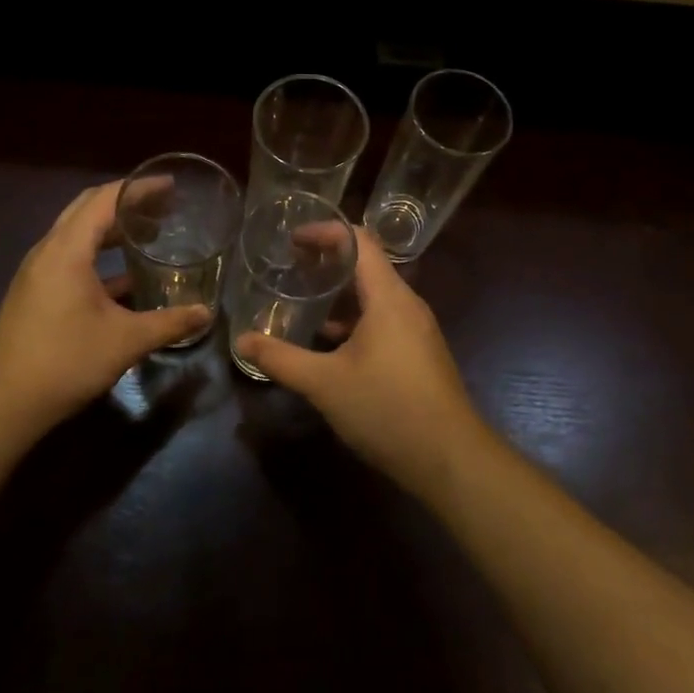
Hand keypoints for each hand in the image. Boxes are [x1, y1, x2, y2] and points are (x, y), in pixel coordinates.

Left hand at [0, 182, 211, 437]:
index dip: (139, 188)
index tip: (170, 185)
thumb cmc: (64, 361)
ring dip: (112, 228)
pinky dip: (99, 255)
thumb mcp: (125, 341)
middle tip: (164, 206)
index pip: (105, 199)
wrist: (1, 404)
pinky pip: (71, 257)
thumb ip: (169, 323)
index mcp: (67, 249)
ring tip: (150, 234)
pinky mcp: (35, 292)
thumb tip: (205, 313)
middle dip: (126, 202)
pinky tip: (126, 278)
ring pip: (78, 234)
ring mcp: (38, 272)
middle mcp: (49, 250)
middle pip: (88, 208)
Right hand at [237, 229, 490, 499]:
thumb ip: (281, 359)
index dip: (325, 232)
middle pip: (368, 264)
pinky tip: (332, 342)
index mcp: (388, 296)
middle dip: (329, 260)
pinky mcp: (421, 353)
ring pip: (376, 295)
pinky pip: (385, 319)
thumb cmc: (388, 409)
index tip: (292, 240)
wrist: (452, 460)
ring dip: (342, 292)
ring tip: (305, 300)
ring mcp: (418, 329)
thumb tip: (241, 340)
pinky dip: (356, 318)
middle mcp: (407, 304)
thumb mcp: (325, 384)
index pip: (359, 241)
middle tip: (292, 267)